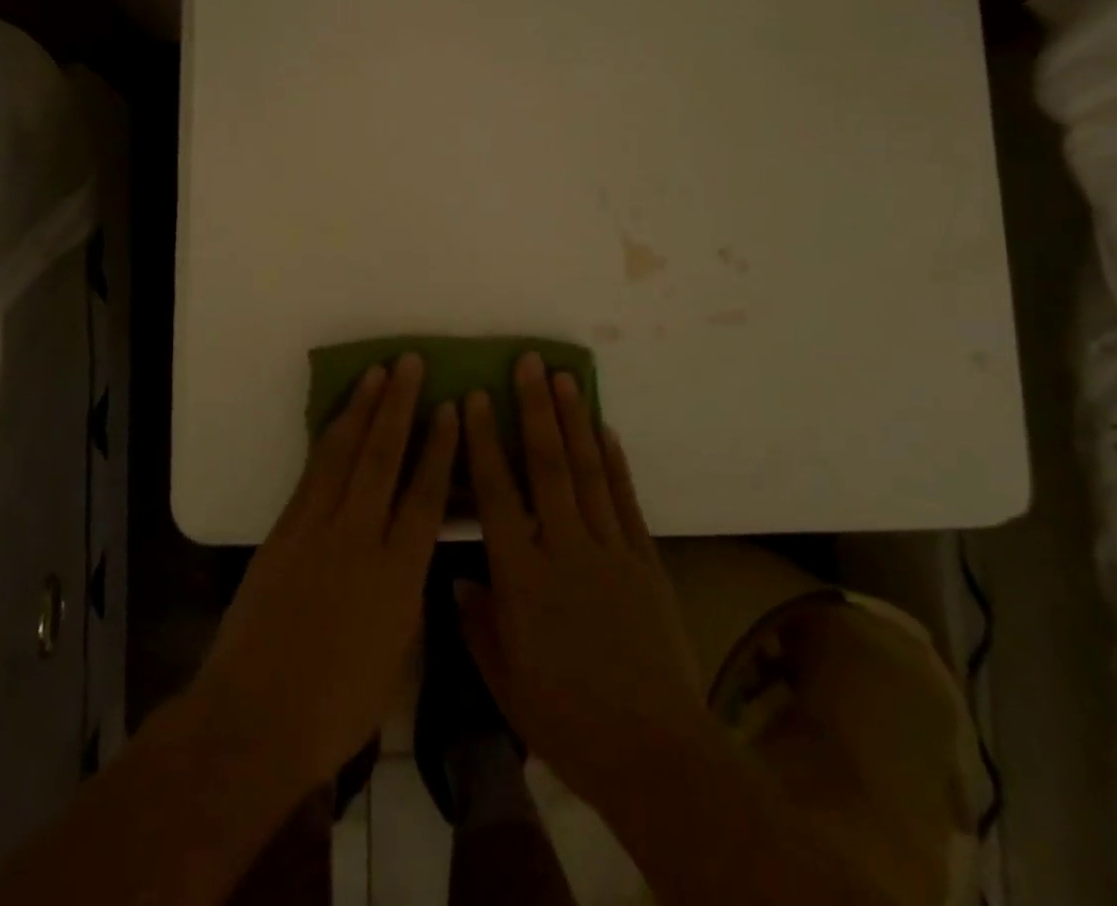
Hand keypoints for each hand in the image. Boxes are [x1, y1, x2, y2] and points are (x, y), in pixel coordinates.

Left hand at [193, 353, 457, 797]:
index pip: (426, 495)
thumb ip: (406, 593)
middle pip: (383, 458)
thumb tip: (411, 554)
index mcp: (399, 575)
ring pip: (344, 455)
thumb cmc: (337, 706)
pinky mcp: (283, 531)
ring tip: (376, 373)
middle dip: (399, 405)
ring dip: (362, 409)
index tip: (450, 407)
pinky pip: (312, 474)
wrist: (255, 719)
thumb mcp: (395, 655)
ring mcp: (316, 530)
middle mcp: (360, 538)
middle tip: (410, 362)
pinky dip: (327, 441)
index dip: (439, 447)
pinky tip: (337, 421)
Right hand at [458, 353, 711, 820]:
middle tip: (528, 363)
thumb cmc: (567, 721)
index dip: (484, 441)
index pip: (496, 493)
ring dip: (574, 421)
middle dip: (536, 409)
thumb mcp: (504, 682)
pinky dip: (614, 462)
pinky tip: (605, 430)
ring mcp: (610, 550)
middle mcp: (564, 548)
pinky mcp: (645, 561)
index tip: (477, 398)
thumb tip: (460, 577)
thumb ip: (477, 623)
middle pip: (547, 465)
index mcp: (521, 576)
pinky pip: (626, 500)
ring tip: (563, 378)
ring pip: (587, 471)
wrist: (655, 753)